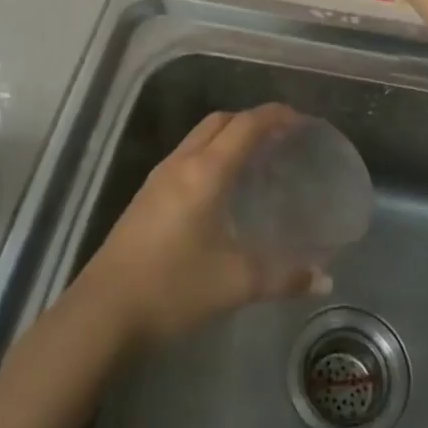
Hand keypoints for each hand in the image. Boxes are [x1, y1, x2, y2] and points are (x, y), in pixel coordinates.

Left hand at [74, 105, 328, 349]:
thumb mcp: (235, 283)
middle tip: (282, 140)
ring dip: (228, 136)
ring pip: (199, 137)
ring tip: (256, 160)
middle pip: (220, 121)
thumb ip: (284, 277)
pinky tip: (221, 189)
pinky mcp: (146, 196)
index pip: (246, 125)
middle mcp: (181, 163)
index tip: (302, 121)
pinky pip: (186, 156)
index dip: (276, 116)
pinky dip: (211, 155)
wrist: (103, 312)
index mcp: (206, 171)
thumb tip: (324, 278)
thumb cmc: (173, 288)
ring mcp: (159, 178)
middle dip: (252, 120)